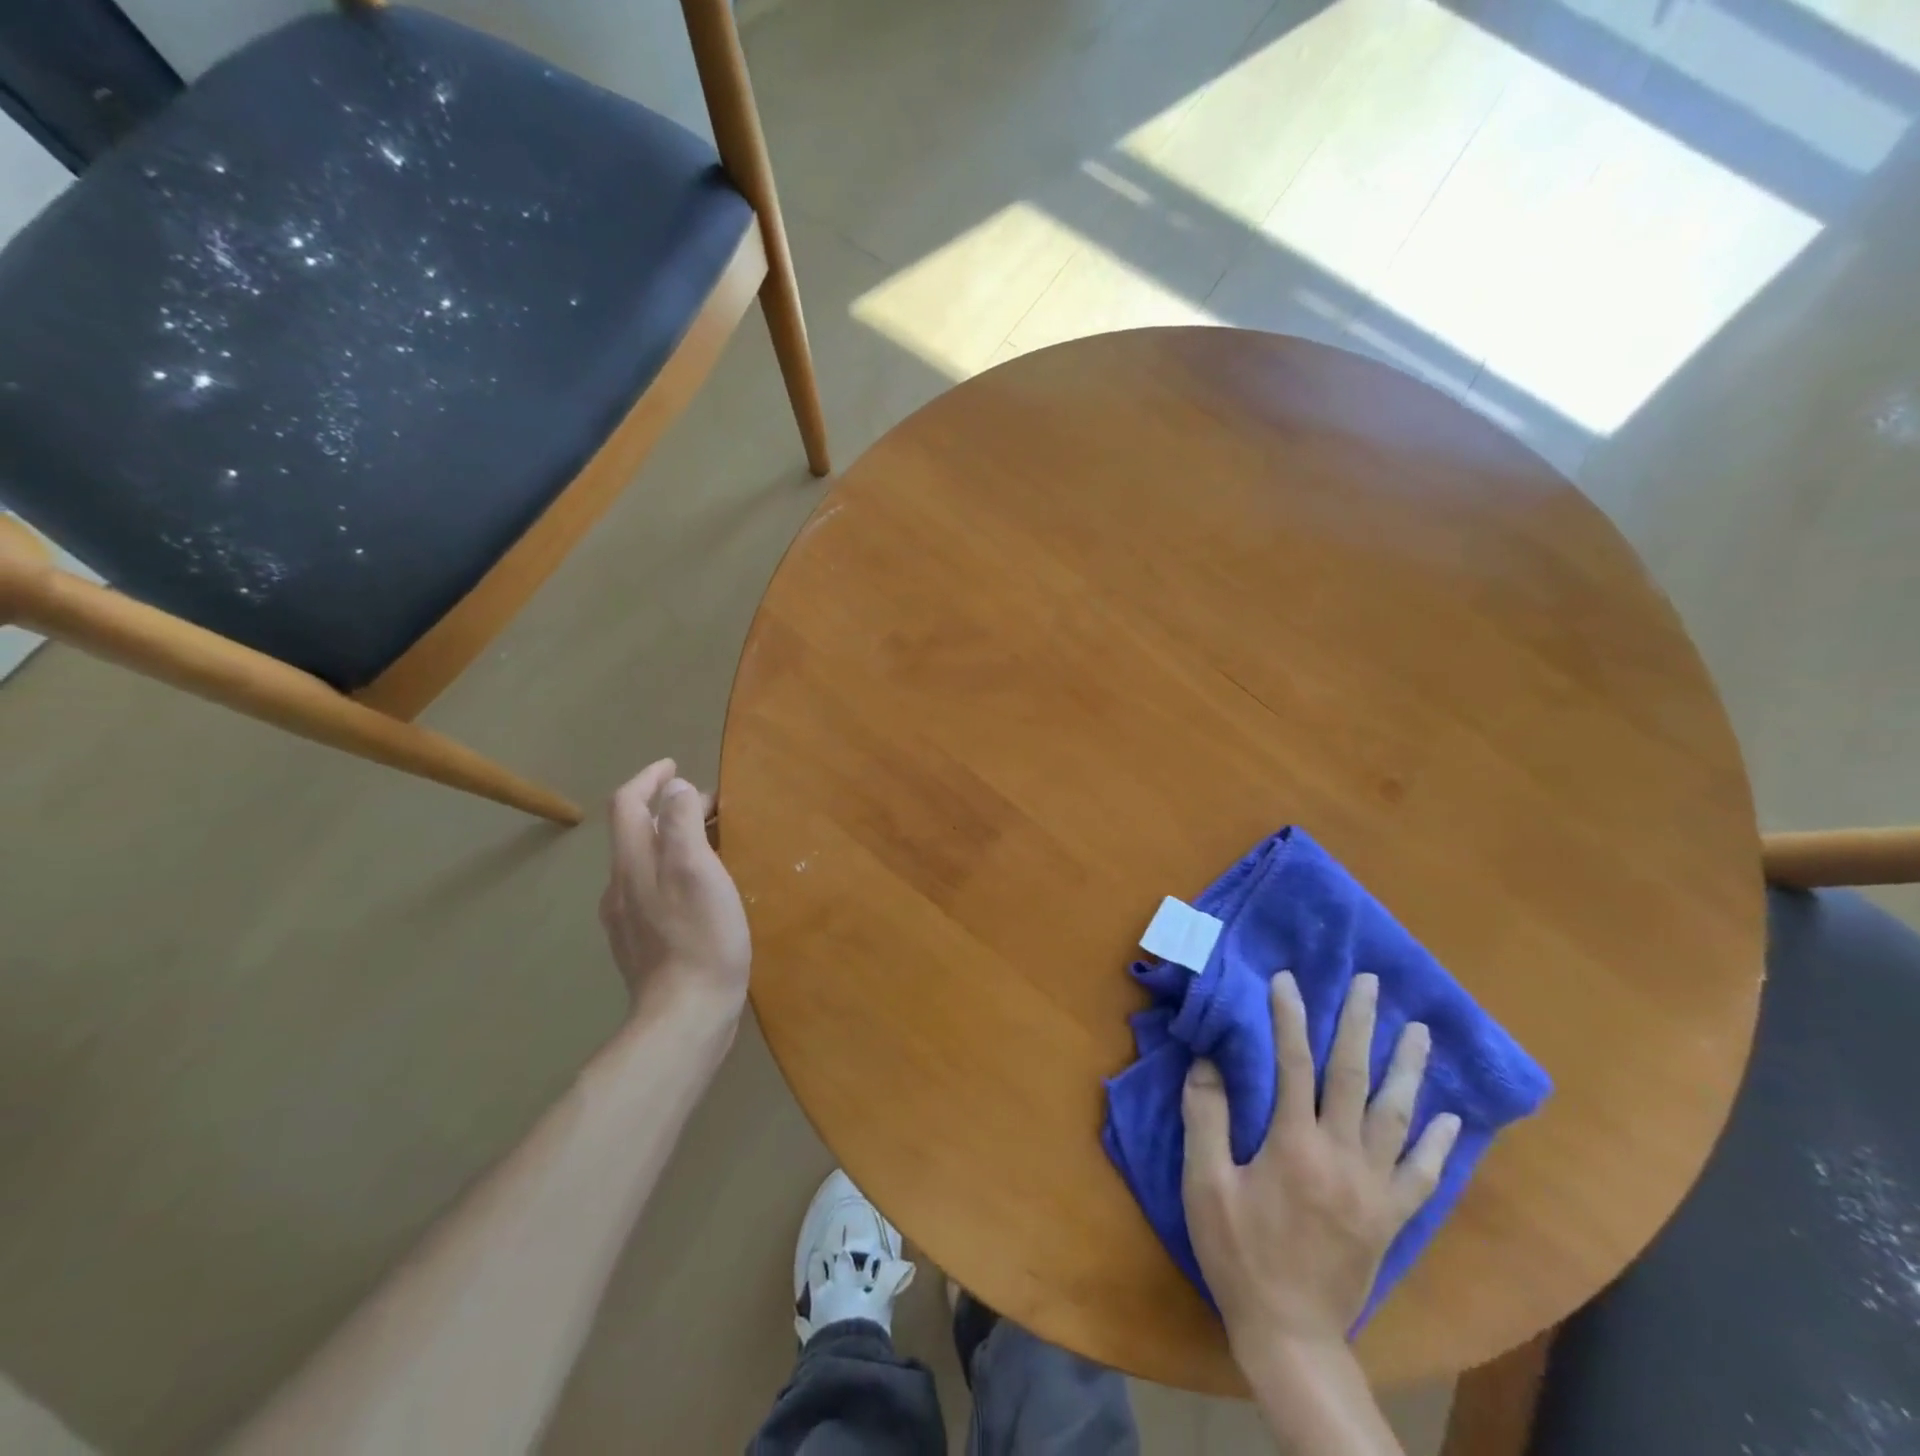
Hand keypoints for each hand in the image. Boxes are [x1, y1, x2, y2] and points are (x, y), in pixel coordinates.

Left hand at [600, 759, 750, 1024]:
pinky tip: (698, 888)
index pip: (627, 805)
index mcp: (632, 864)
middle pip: (634, 832)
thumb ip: (681, 823)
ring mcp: (627, 919)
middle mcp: (621, 887)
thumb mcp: (696, 869)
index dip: (648, 778)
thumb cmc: (700, 936)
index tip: (674, 765)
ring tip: (708, 840)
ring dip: (670, 840)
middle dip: (666, 808)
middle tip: (709, 804)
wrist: (685, 1015)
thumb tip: (675, 790)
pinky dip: (672, 871)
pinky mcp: (642, 945)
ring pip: (643, 863)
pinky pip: (652, 891)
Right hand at [1181, 972, 1460, 1358]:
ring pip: (1396, 1116)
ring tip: (1419, 1032)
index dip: (1289, 1017)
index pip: (1293, 1064)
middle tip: (1371, 983)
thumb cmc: (1239, 1254)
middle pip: (1353, 1077)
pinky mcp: (1391, 1218)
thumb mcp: (1205, 1185)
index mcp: (1294, 1146)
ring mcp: (1374, 1189)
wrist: (1290, 1334)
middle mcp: (1342, 1157)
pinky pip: (1422, 1174)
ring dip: (1408, 1069)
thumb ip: (1206, 1119)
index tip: (1287, 980)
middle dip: (1360, 1024)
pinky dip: (1438, 1144)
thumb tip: (1206, 1063)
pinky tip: (1450, 1118)